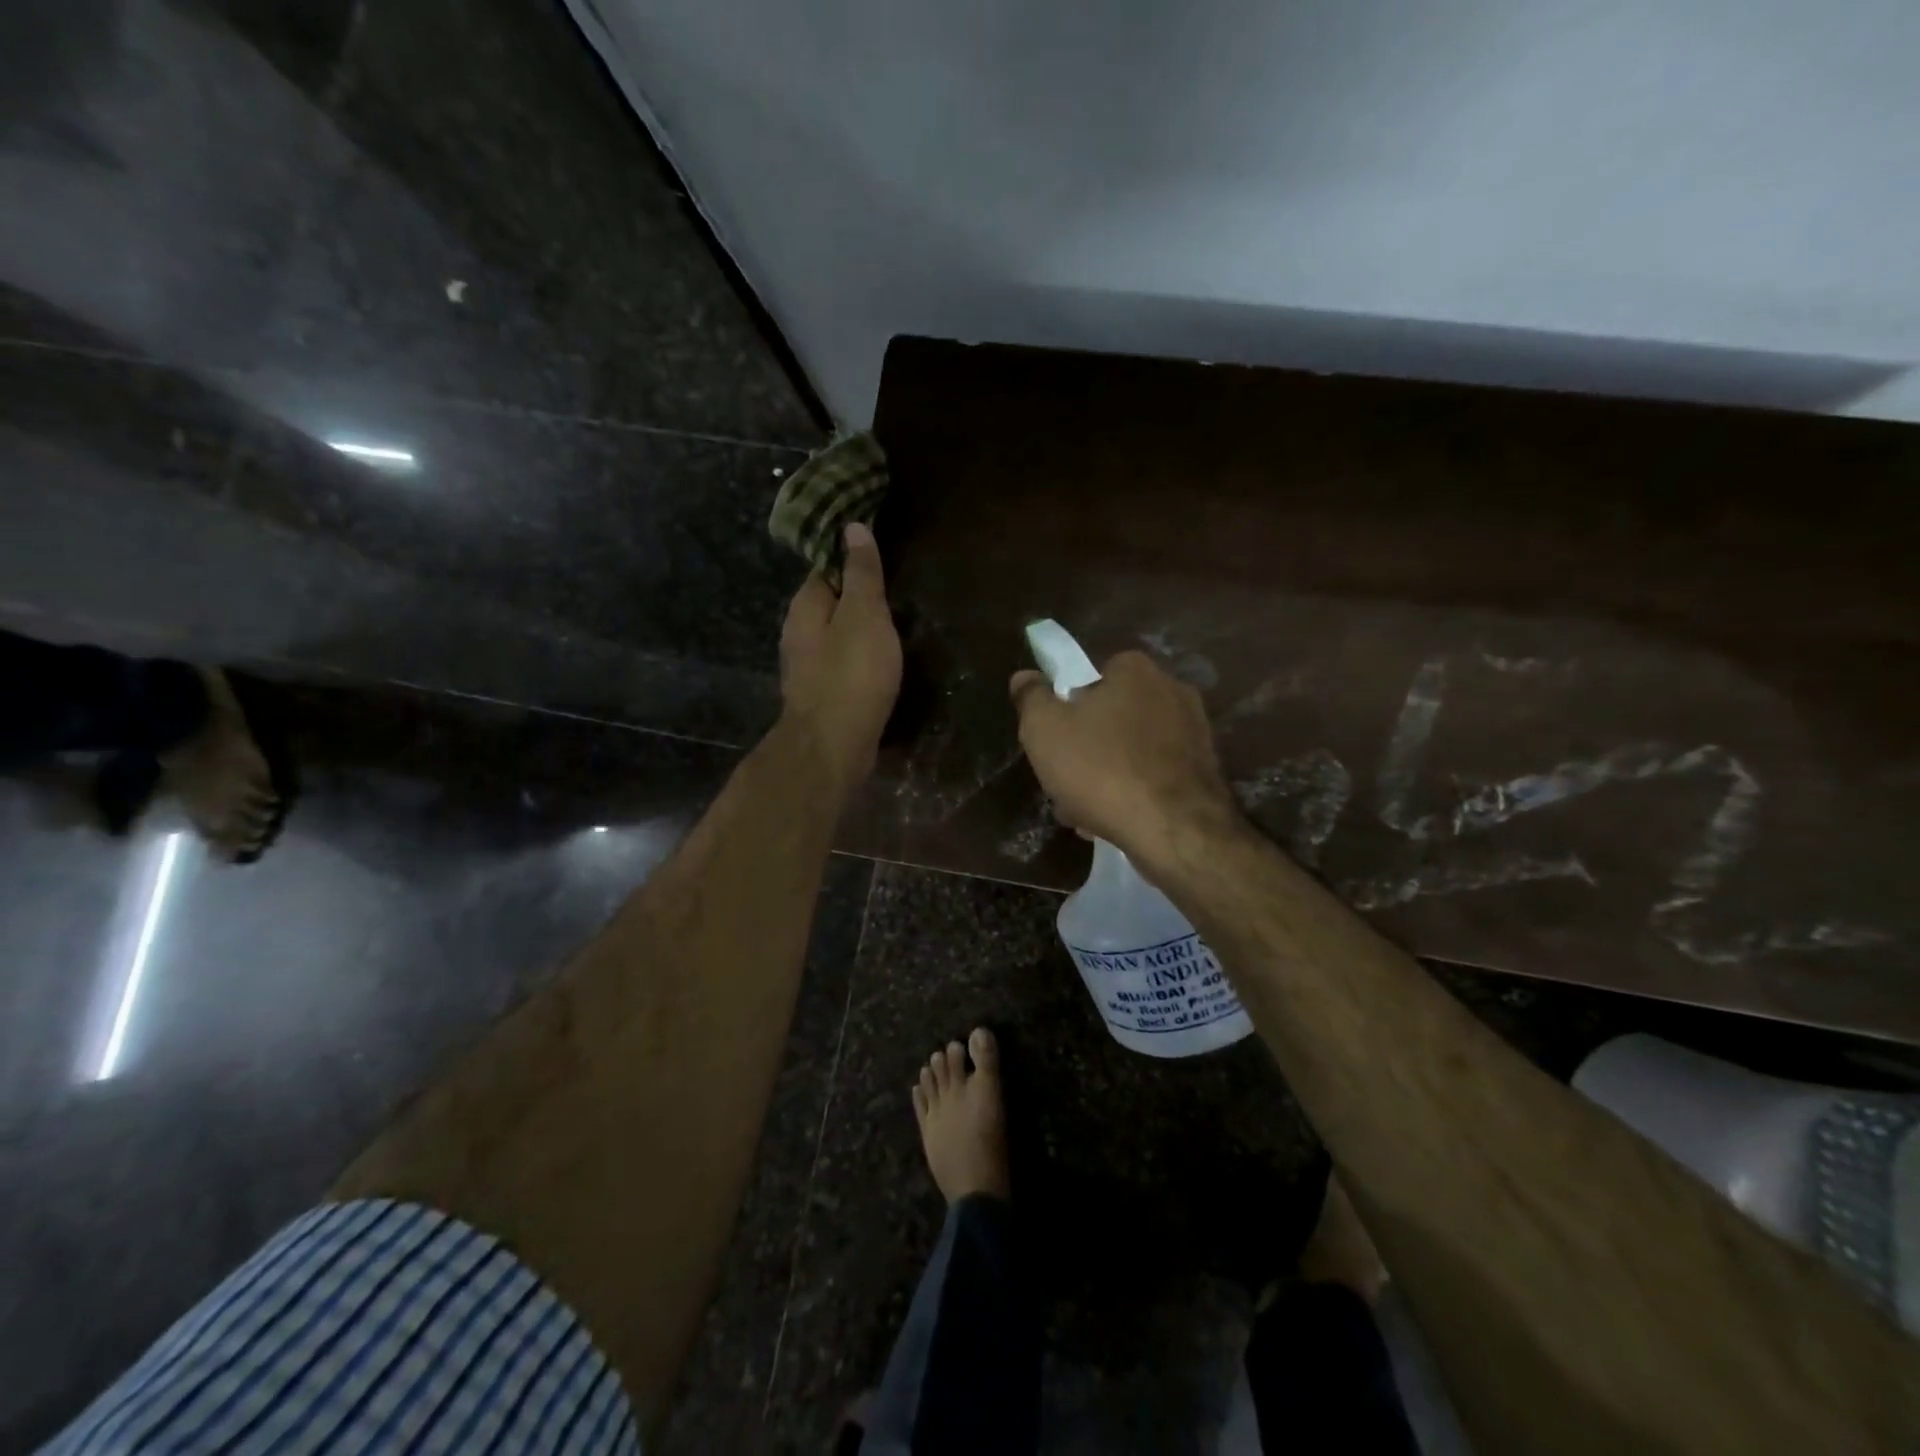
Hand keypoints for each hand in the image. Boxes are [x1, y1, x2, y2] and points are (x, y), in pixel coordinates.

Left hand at [780, 523, 902, 799]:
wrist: (832, 746)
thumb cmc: (851, 674)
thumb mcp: (864, 614)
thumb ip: (861, 574)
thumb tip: (852, 527)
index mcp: (804, 607)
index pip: (825, 569)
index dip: (851, 559)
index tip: (880, 556)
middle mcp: (797, 633)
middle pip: (828, 604)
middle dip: (855, 597)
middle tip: (894, 592)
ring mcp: (806, 668)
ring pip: (834, 637)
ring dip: (857, 630)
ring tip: (892, 626)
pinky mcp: (820, 695)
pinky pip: (840, 665)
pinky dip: (857, 659)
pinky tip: (878, 664)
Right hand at [1009, 650, 1240, 864]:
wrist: (1173, 830)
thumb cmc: (1101, 769)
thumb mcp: (1044, 730)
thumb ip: (1031, 698)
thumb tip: (1024, 677)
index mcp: (1135, 671)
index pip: (1094, 677)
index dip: (1070, 708)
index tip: (1055, 741)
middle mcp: (1173, 691)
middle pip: (1114, 716)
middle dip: (1089, 748)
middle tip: (1066, 781)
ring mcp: (1196, 733)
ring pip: (1134, 751)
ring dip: (1109, 775)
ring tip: (1087, 813)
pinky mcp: (1206, 772)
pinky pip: (1157, 776)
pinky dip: (1137, 792)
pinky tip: (1118, 822)